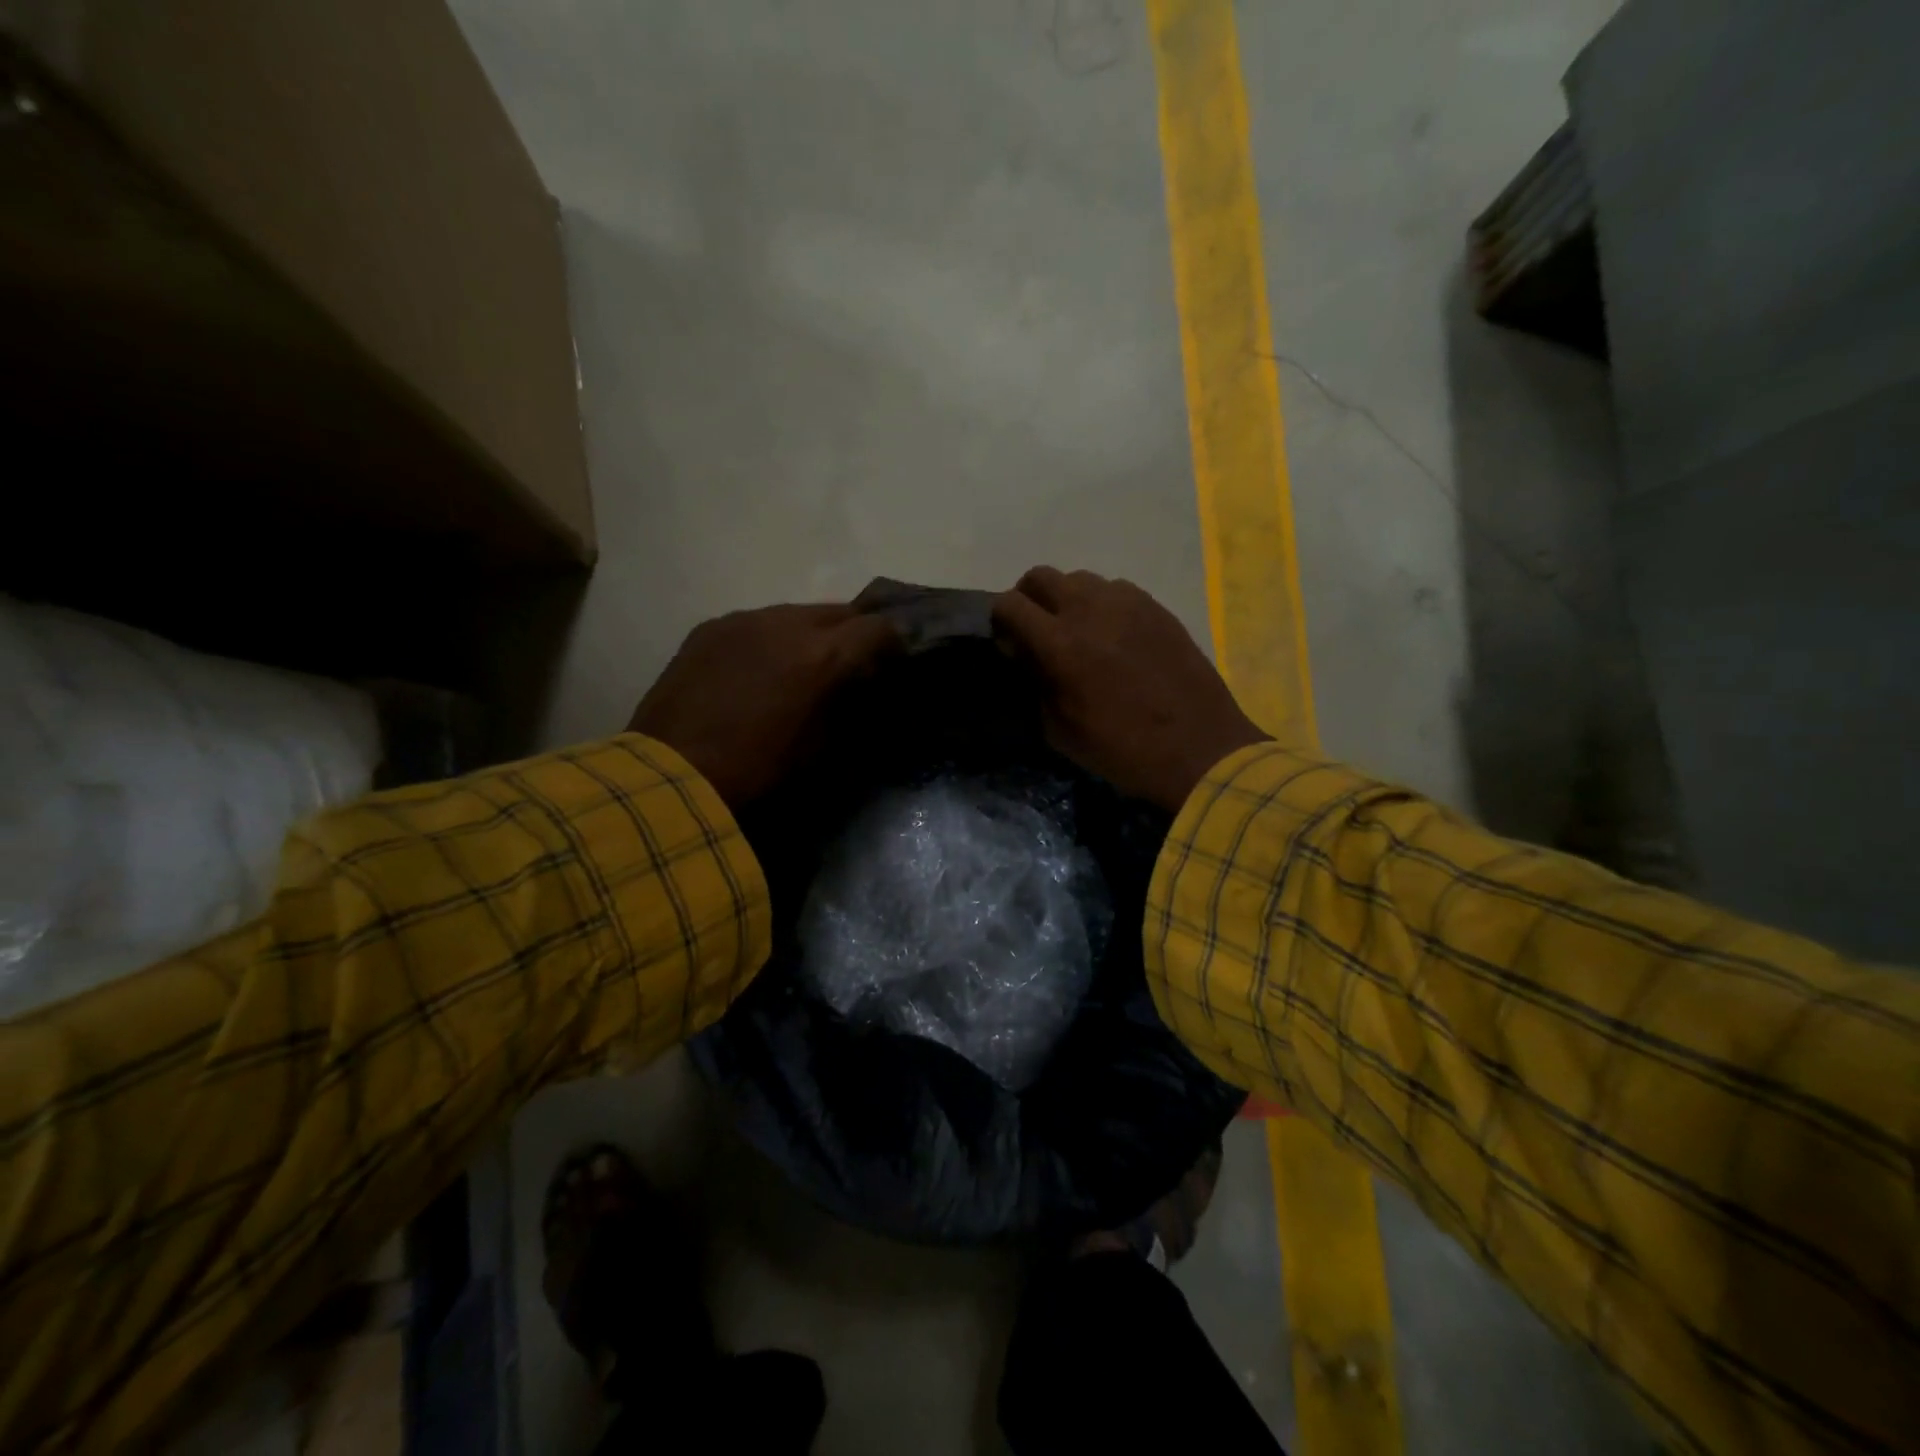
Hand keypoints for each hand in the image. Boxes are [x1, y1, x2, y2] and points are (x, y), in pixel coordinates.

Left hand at [629, 604, 899, 806]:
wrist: (674, 779)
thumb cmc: (760, 775)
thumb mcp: (825, 752)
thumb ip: (853, 710)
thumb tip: (868, 692)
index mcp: (823, 656)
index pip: (879, 627)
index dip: (893, 644)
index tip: (892, 665)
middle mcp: (786, 624)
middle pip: (840, 611)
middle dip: (853, 634)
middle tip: (851, 666)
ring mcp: (743, 620)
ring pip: (796, 613)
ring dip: (810, 635)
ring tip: (799, 668)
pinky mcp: (710, 628)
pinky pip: (756, 623)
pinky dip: (770, 640)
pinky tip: (757, 671)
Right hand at [991, 567, 1268, 811]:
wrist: (1198, 748)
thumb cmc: (1122, 749)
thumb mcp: (1060, 730)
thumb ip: (1035, 684)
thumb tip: (1026, 656)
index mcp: (1060, 643)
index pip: (1009, 604)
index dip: (1000, 621)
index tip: (1009, 644)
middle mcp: (1090, 609)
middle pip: (1040, 576)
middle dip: (1028, 599)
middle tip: (1036, 630)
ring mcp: (1127, 602)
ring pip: (1079, 579)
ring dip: (1067, 599)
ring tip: (1078, 632)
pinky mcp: (1156, 606)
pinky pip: (1115, 589)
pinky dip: (1102, 605)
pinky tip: (1114, 637)